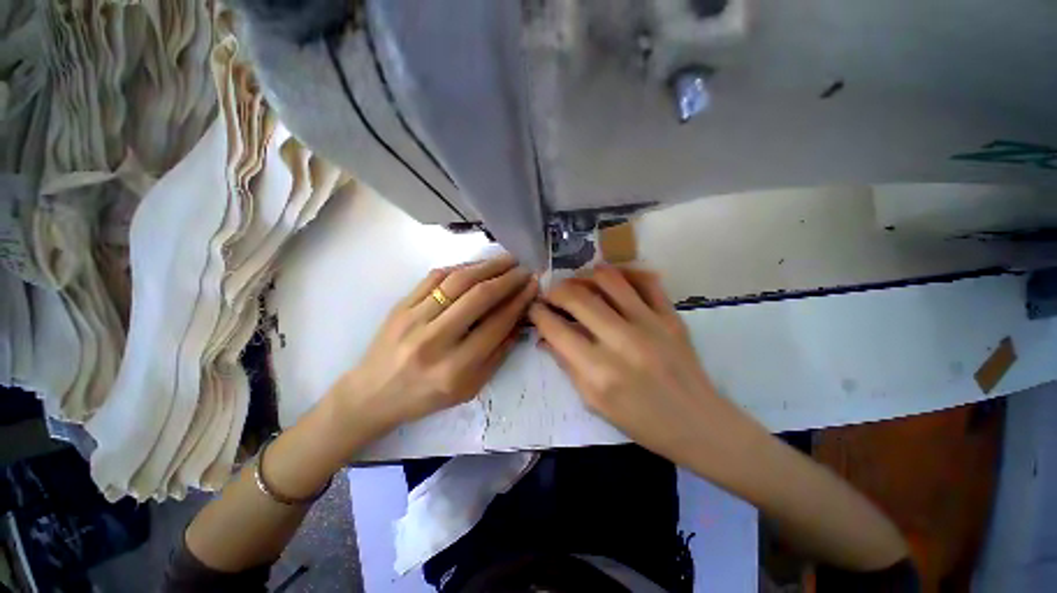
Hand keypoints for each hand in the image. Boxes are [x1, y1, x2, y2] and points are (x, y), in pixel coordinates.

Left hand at [333, 254, 537, 435]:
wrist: (373, 394)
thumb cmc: (426, 396)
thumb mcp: (470, 388)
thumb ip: (497, 354)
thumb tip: (519, 319)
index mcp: (455, 369)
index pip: (496, 325)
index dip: (519, 301)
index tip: (533, 286)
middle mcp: (435, 341)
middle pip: (479, 297)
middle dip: (508, 279)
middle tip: (524, 269)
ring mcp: (414, 319)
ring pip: (458, 281)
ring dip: (487, 266)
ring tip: (507, 260)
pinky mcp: (401, 305)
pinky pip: (435, 277)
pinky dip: (461, 267)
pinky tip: (477, 265)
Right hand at [529, 265, 738, 464]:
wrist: (698, 423)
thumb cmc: (640, 421)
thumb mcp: (593, 402)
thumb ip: (566, 364)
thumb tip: (545, 336)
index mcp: (599, 371)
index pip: (556, 329)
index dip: (538, 314)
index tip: (534, 308)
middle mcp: (622, 341)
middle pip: (578, 297)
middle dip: (556, 291)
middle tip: (551, 295)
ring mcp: (650, 324)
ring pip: (609, 279)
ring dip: (585, 277)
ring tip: (578, 284)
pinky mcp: (671, 316)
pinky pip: (645, 280)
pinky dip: (625, 273)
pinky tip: (613, 281)